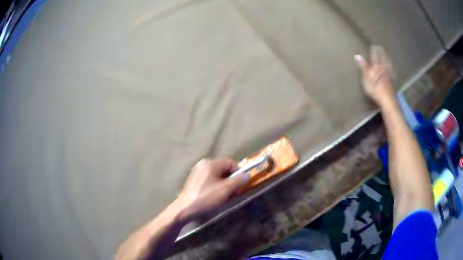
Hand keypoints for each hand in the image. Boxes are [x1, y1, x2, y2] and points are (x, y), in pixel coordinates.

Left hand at [176, 158, 248, 220]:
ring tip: (225, 196)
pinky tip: (215, 196)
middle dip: (231, 180)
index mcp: (210, 163)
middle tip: (233, 192)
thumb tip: (247, 175)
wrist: (185, 209)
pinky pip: (210, 180)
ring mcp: (197, 172)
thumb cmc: (206, 198)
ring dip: (224, 184)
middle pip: (223, 168)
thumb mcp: (225, 189)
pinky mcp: (194, 180)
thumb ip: (238, 180)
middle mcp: (203, 164)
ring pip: (217, 175)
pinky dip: (216, 186)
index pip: (230, 162)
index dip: (238, 173)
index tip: (240, 185)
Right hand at [354, 45, 396, 107]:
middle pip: (383, 58)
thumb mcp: (366, 78)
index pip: (375, 56)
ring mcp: (389, 76)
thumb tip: (357, 55)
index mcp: (377, 67)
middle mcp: (384, 69)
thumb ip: (363, 66)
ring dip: (387, 59)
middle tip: (380, 47)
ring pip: (388, 64)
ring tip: (387, 55)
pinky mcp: (392, 82)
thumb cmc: (375, 89)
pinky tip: (392, 69)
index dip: (374, 50)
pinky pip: (392, 72)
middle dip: (381, 52)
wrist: (388, 101)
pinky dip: (391, 68)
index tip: (373, 44)